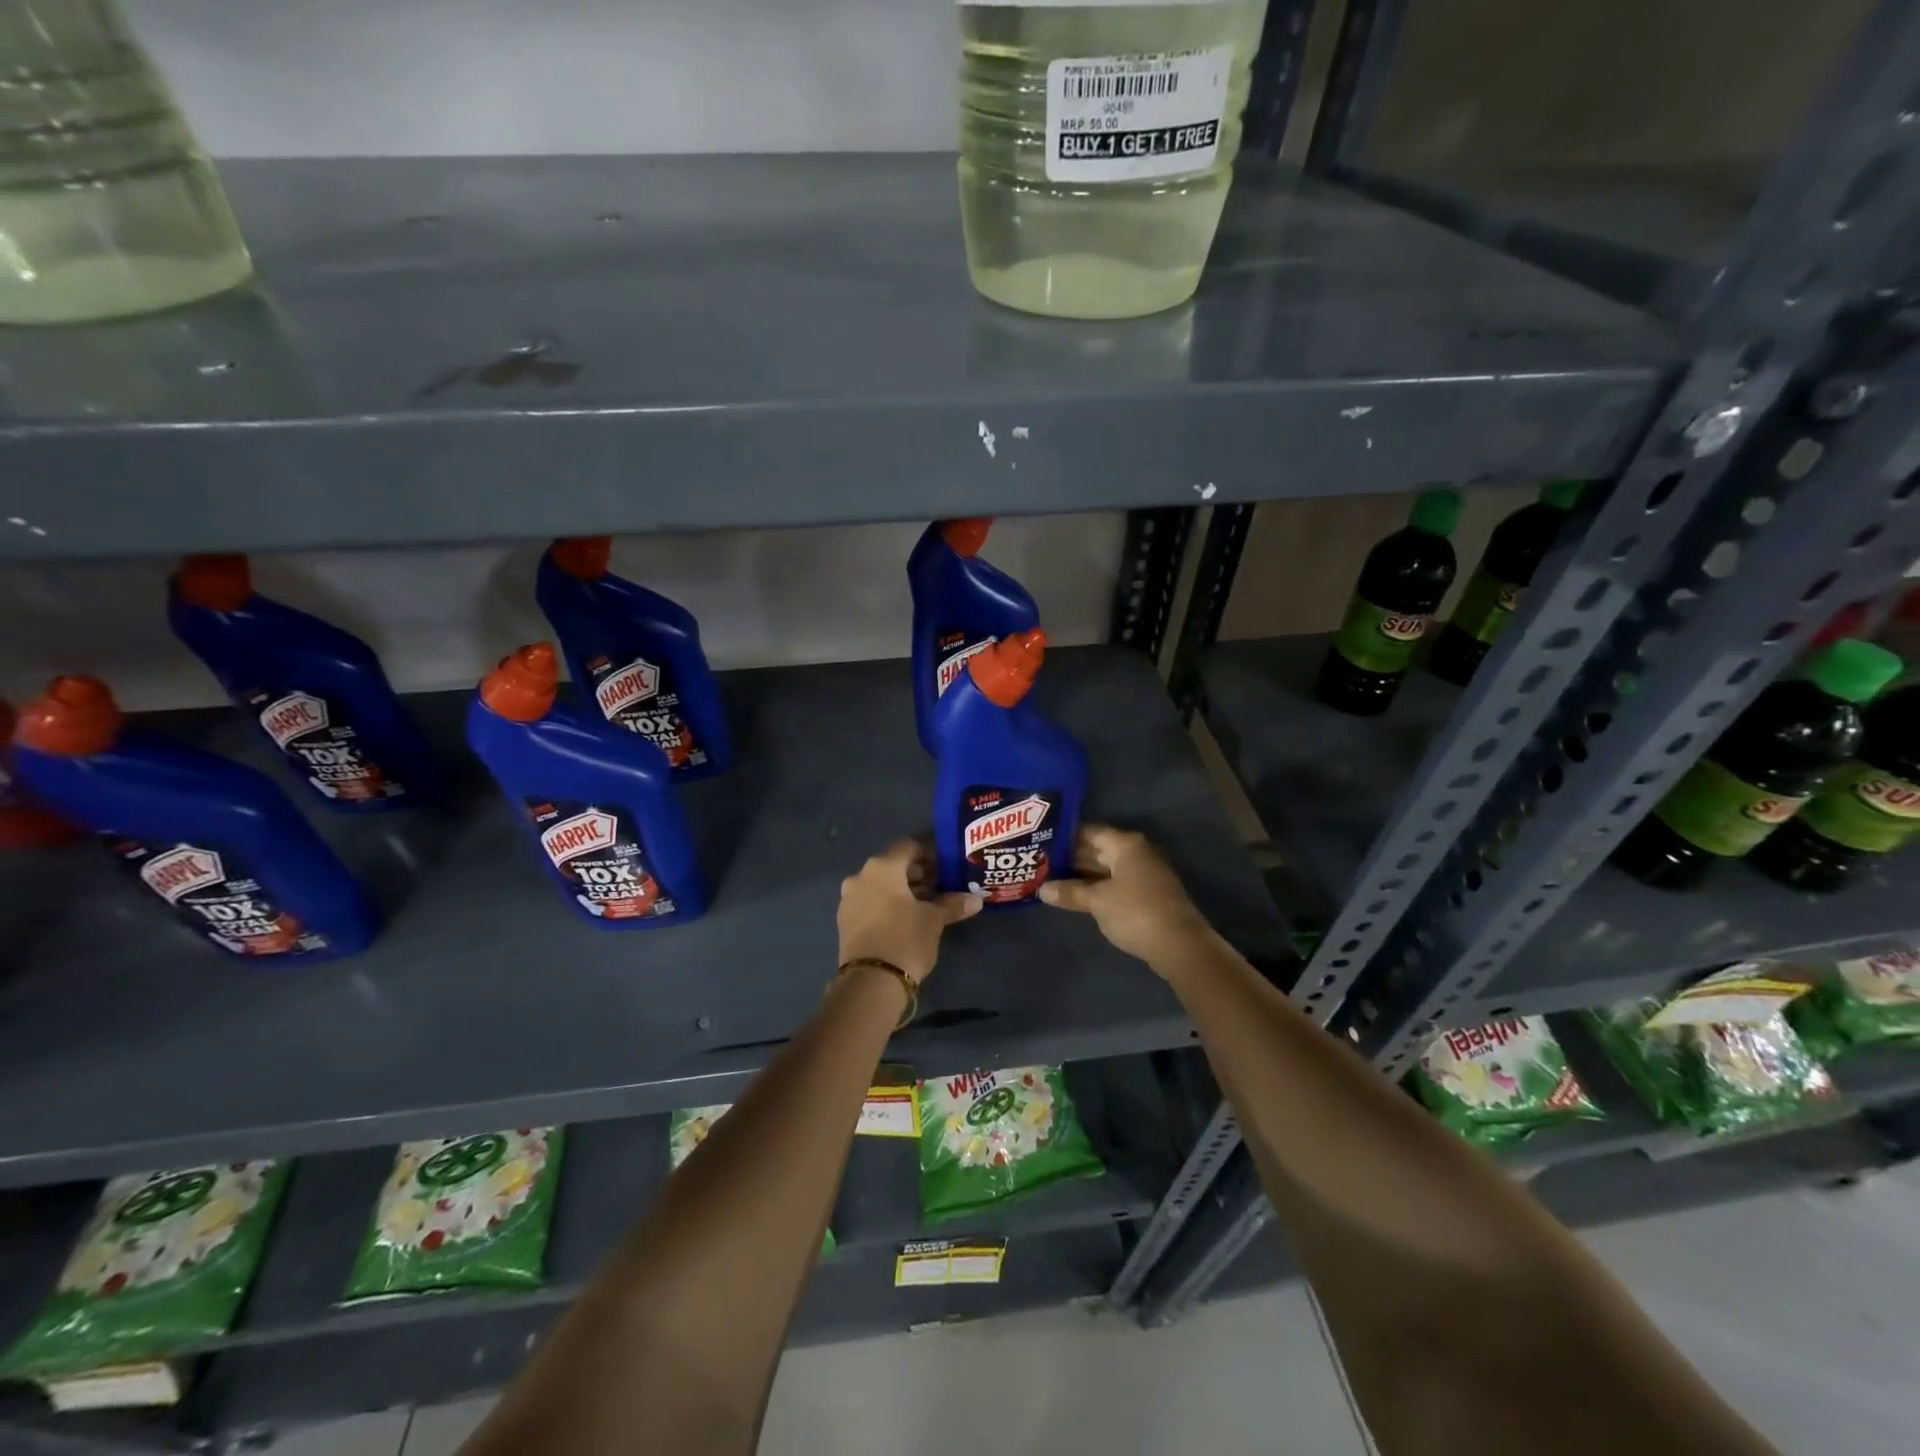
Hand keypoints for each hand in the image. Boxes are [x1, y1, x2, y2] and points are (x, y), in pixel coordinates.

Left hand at [838, 839, 981, 984]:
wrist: (870, 983)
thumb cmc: (905, 939)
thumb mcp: (934, 920)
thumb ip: (953, 904)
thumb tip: (976, 899)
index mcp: (881, 867)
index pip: (908, 847)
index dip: (929, 853)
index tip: (946, 866)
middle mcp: (860, 877)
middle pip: (893, 866)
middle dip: (917, 874)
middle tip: (941, 886)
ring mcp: (849, 900)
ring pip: (880, 886)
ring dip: (902, 891)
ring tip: (926, 904)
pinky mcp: (845, 922)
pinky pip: (870, 903)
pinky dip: (888, 905)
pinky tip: (906, 919)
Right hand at [1038, 825, 1212, 970]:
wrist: (1180, 945)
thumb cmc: (1135, 912)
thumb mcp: (1097, 901)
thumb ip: (1070, 892)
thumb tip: (1042, 889)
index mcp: (1125, 845)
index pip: (1089, 831)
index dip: (1065, 836)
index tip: (1040, 842)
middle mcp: (1136, 853)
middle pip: (1097, 849)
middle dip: (1070, 857)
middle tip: (1040, 862)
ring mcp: (1143, 873)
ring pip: (1105, 868)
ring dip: (1082, 875)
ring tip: (1051, 879)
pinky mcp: (1146, 894)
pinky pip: (1115, 883)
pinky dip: (1096, 887)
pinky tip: (1076, 896)